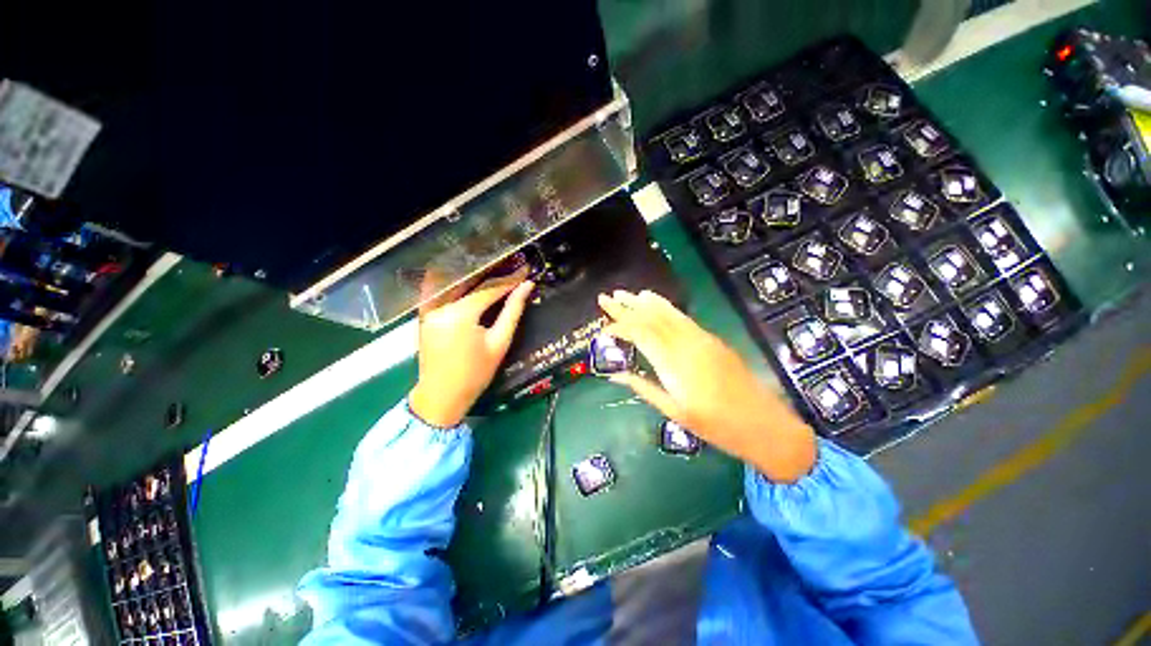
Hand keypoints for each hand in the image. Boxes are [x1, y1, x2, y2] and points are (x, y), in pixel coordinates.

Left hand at [409, 267, 534, 426]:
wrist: (442, 396)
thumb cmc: (476, 374)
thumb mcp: (499, 343)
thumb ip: (513, 311)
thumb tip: (527, 287)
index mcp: (460, 314)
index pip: (488, 289)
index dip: (509, 280)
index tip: (525, 271)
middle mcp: (441, 306)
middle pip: (471, 283)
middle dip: (493, 275)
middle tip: (512, 269)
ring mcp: (429, 310)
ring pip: (456, 285)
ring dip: (476, 278)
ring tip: (496, 272)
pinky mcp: (424, 315)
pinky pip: (442, 292)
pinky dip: (457, 285)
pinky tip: (470, 281)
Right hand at [598, 290, 815, 482]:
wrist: (764, 424)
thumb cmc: (716, 425)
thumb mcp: (675, 413)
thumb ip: (644, 388)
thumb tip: (616, 375)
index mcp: (674, 364)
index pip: (641, 335)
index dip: (620, 326)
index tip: (603, 327)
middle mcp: (686, 344)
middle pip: (651, 318)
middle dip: (626, 307)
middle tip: (605, 297)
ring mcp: (700, 339)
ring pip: (667, 313)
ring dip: (644, 302)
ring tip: (626, 294)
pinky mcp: (710, 338)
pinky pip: (682, 317)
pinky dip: (665, 306)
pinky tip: (655, 301)